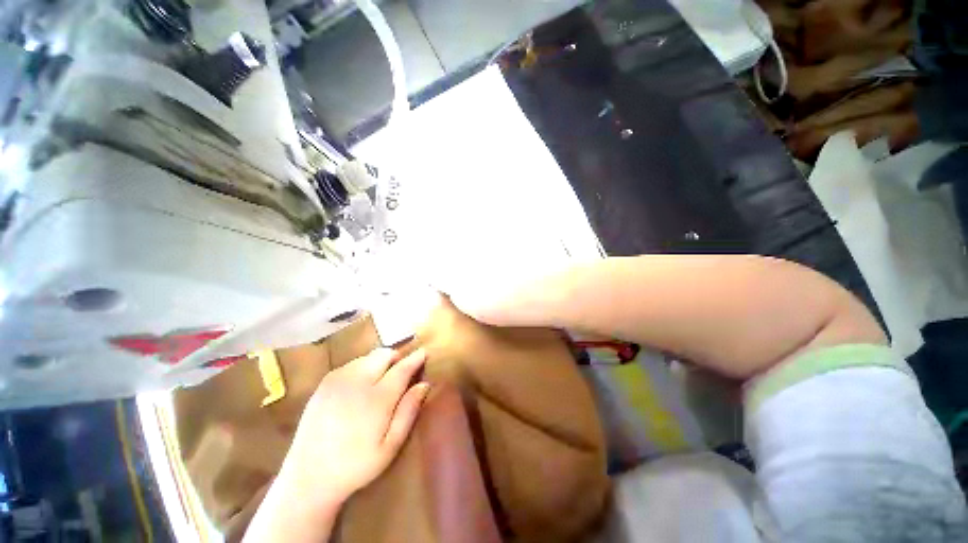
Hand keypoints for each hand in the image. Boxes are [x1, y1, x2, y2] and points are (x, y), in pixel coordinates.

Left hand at [279, 348, 430, 506]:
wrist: (308, 477)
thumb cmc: (356, 465)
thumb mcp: (390, 445)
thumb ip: (408, 411)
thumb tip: (424, 384)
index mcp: (377, 399)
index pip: (402, 368)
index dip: (415, 358)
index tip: (424, 352)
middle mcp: (357, 382)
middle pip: (384, 354)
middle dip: (396, 358)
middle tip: (400, 373)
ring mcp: (337, 380)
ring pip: (368, 357)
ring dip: (379, 363)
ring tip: (380, 382)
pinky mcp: (324, 383)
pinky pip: (352, 364)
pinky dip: (363, 368)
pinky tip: (360, 388)